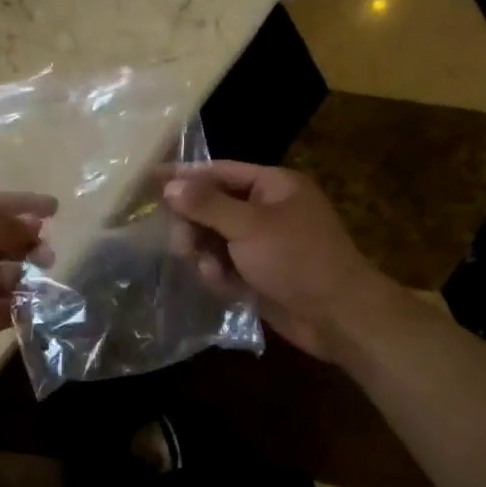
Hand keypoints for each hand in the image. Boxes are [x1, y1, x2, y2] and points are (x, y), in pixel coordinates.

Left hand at [0, 191, 55, 393]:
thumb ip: (0, 229)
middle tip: (47, 252)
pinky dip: (22, 304)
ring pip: (5, 274)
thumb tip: (35, 223)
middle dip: (25, 241)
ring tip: (43, 275)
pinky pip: (5, 307)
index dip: (19, 204)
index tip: (55, 208)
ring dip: (26, 273)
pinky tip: (37, 302)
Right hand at [163, 162, 391, 361]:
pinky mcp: (259, 274)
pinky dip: (220, 274)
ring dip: (206, 253)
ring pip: (215, 239)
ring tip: (208, 269)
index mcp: (274, 186)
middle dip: (194, 224)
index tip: (149, 178)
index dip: (185, 176)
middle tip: (181, 243)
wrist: (336, 315)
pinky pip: (225, 266)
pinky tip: (223, 285)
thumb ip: (207, 204)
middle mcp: (268, 210)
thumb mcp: (249, 226)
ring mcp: (263, 244)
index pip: (220, 171)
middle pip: (213, 207)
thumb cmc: (297, 258)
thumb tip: (169, 185)